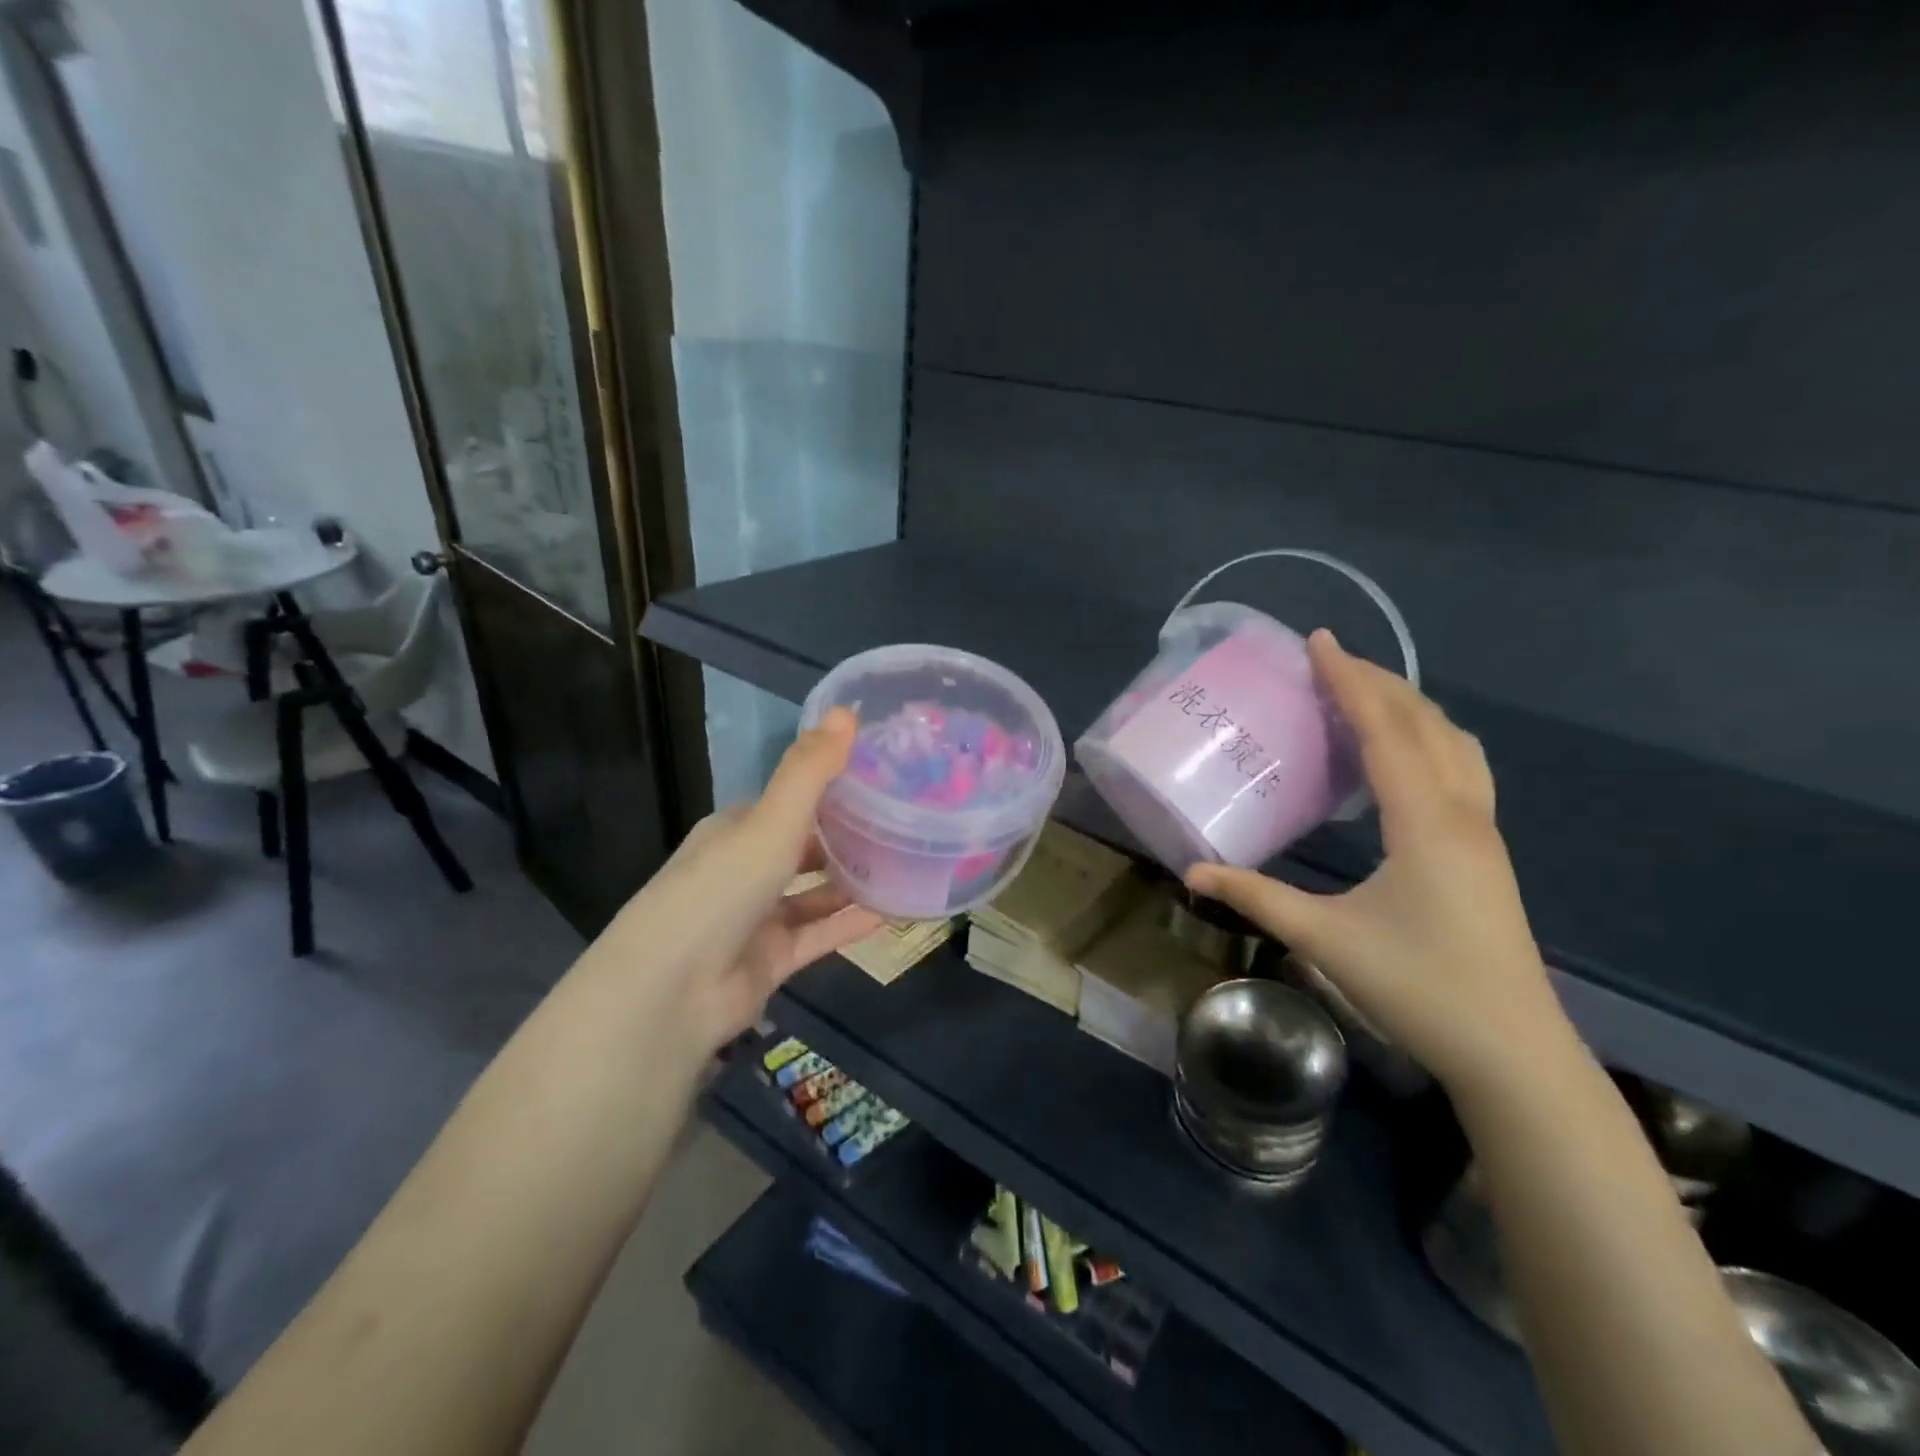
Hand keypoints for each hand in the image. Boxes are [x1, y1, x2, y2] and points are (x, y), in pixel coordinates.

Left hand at [592, 708, 884, 1065]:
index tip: (880, 776)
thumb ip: (810, 770)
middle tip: (903, 820)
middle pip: (803, 846)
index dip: (830, 787)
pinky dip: (850, 924)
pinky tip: (893, 912)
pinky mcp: (770, 960)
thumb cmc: (721, 889)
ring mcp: (757, 918)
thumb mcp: (769, 821)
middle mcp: (745, 869)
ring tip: (905, 864)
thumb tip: (847, 709)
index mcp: (736, 829)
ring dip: (852, 881)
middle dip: (846, 835)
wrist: (671, 992)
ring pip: (814, 893)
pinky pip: (819, 935)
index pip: (788, 800)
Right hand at [1185, 631, 1573, 1094]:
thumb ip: (1255, 897)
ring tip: (1365, 696)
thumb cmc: (1419, 988)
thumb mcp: (1324, 939)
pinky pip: (1462, 768)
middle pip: (1424, 723)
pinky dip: (1430, 740)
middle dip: (1378, 682)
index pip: (1385, 730)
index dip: (1349, 680)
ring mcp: (1483, 832)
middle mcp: (1462, 812)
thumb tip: (1192, 872)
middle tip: (1330, 660)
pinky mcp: (1485, 852)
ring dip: (1410, 708)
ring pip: (1454, 743)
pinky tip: (1403, 758)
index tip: (1319, 641)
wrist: (1512, 1051)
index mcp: (1425, 821)